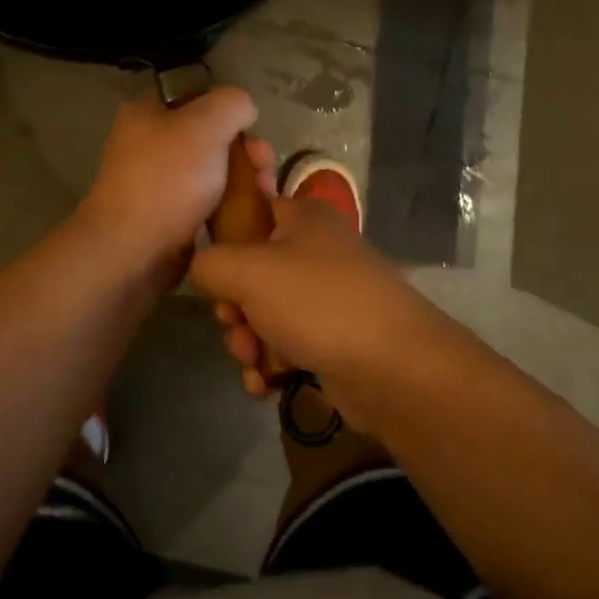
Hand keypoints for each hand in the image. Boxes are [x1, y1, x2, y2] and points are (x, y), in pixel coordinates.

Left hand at [76, 87, 274, 291]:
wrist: (133, 251)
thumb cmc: (168, 180)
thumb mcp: (206, 125)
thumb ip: (232, 104)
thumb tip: (244, 110)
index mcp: (147, 113)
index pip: (198, 97)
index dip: (231, 112)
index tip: (254, 133)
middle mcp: (148, 144)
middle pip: (211, 137)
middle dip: (246, 151)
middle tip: (265, 171)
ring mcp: (157, 183)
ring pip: (213, 172)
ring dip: (243, 181)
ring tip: (265, 197)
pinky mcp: (168, 217)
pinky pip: (207, 203)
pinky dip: (229, 207)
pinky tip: (250, 216)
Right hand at [191, 196, 447, 424]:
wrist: (395, 368)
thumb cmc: (318, 303)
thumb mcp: (247, 271)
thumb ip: (209, 264)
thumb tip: (203, 271)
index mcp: (302, 218)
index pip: (248, 215)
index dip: (224, 246)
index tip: (216, 277)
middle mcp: (317, 250)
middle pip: (251, 273)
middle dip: (234, 309)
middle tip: (236, 326)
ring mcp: (328, 296)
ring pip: (266, 314)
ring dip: (249, 342)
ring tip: (255, 361)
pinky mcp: (335, 338)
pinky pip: (288, 345)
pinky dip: (271, 364)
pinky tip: (265, 384)